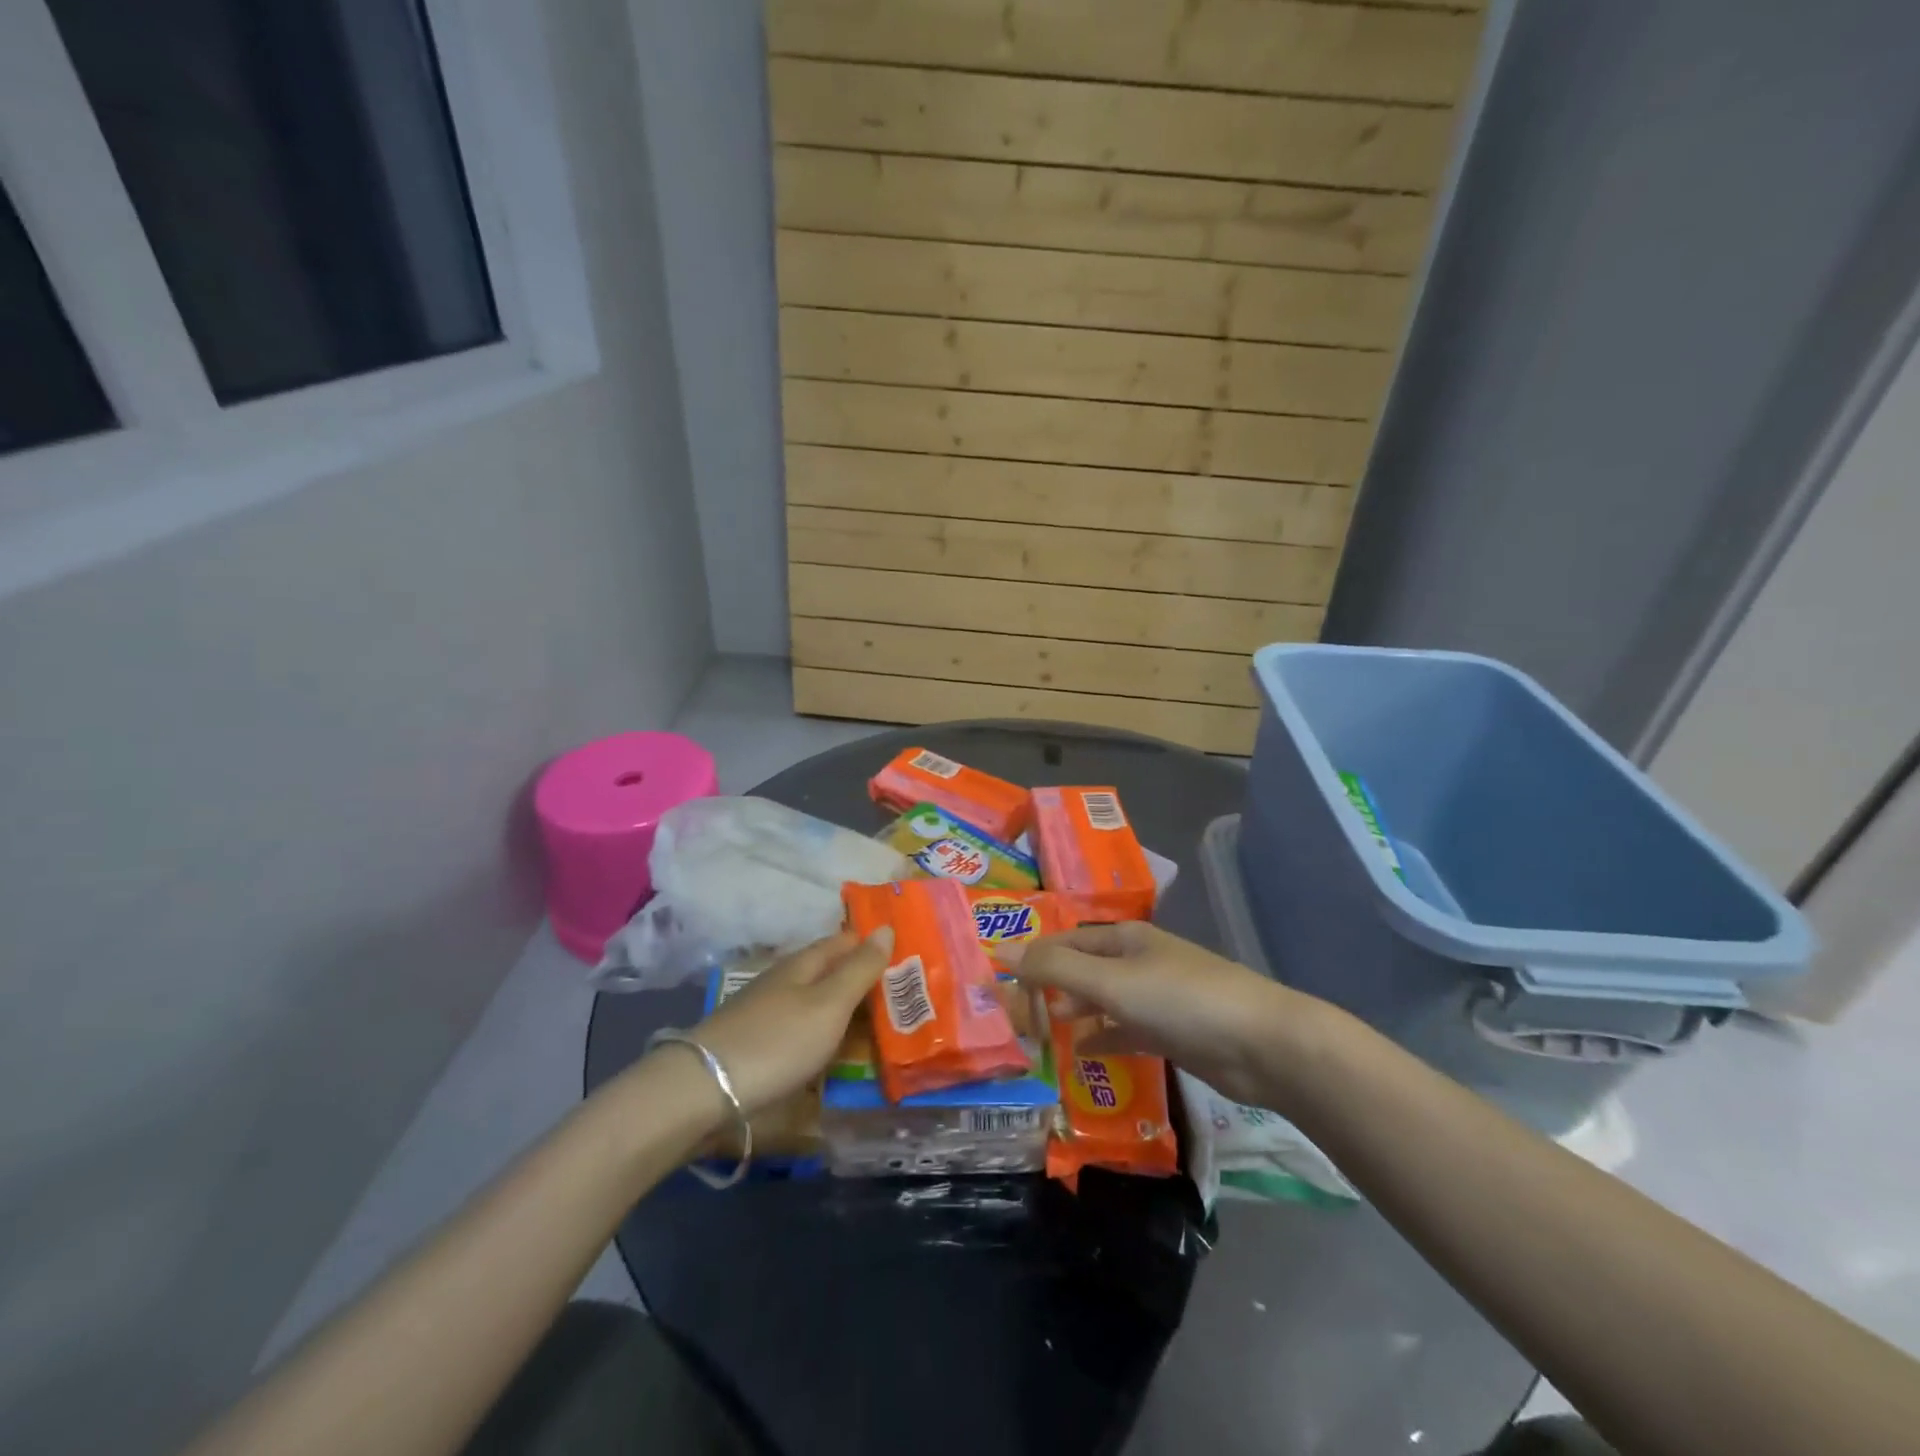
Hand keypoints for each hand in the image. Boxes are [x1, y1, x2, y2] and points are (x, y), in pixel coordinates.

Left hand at [689, 927, 893, 1114]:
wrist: (705, 1090)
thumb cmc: (777, 1041)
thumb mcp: (829, 1004)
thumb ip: (859, 969)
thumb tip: (887, 928)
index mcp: (804, 963)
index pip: (846, 941)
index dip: (875, 944)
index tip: (910, 955)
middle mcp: (786, 980)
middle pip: (832, 972)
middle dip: (864, 979)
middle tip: (907, 996)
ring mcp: (769, 1012)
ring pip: (818, 1002)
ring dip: (847, 1010)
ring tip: (883, 1025)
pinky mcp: (759, 1043)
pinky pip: (805, 1029)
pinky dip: (827, 1034)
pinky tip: (838, 1050)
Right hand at [1001, 921, 1297, 1106]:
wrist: (1262, 1044)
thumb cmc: (1180, 1000)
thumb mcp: (1110, 982)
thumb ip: (1055, 971)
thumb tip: (1000, 952)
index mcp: (1122, 939)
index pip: (1063, 943)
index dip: (1031, 961)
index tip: (1000, 989)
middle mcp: (1136, 962)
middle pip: (1081, 971)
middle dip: (1048, 990)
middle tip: (1015, 1020)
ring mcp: (1155, 997)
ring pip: (1101, 1002)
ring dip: (1072, 1015)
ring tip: (1040, 1037)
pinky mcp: (1170, 1031)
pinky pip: (1124, 1031)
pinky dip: (1102, 1039)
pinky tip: (1082, 1056)